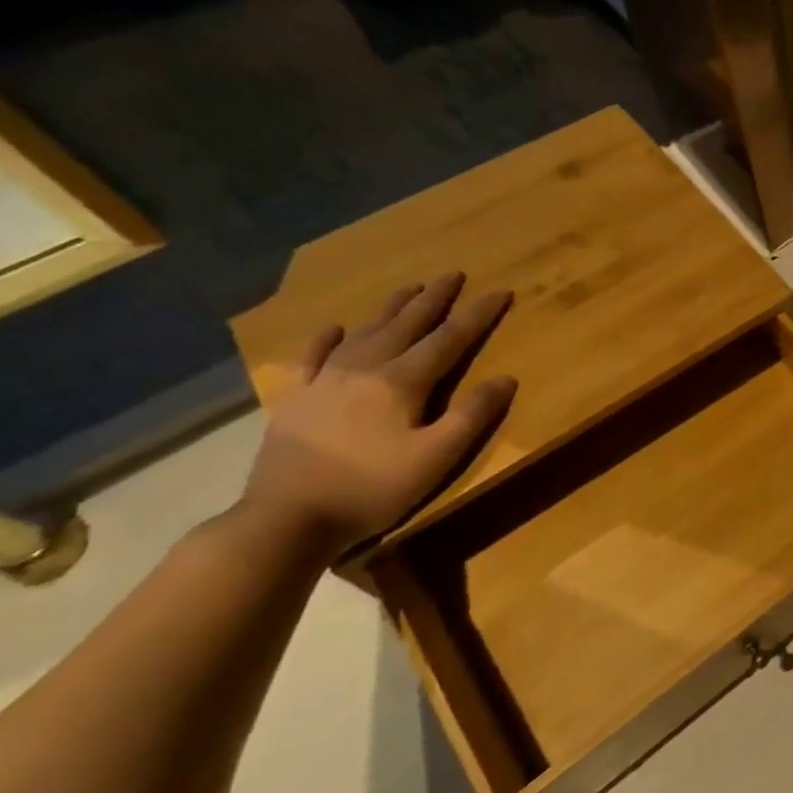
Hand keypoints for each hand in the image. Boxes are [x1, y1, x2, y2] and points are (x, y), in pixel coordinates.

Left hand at [240, 273, 517, 550]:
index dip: (477, 315)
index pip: (449, 339)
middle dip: (434, 298)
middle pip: (407, 324)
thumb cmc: (373, 488)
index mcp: (402, 381)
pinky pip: (313, 357)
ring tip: (409, 288)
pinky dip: (327, 338)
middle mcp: (365, 368)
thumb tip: (506, 378)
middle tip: (452, 274)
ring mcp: (325, 381)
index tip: (500, 291)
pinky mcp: (296, 399)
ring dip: (391, 308)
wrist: (286, 518)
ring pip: (365, 332)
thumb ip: (472, 415)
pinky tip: (335, 328)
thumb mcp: (437, 457)